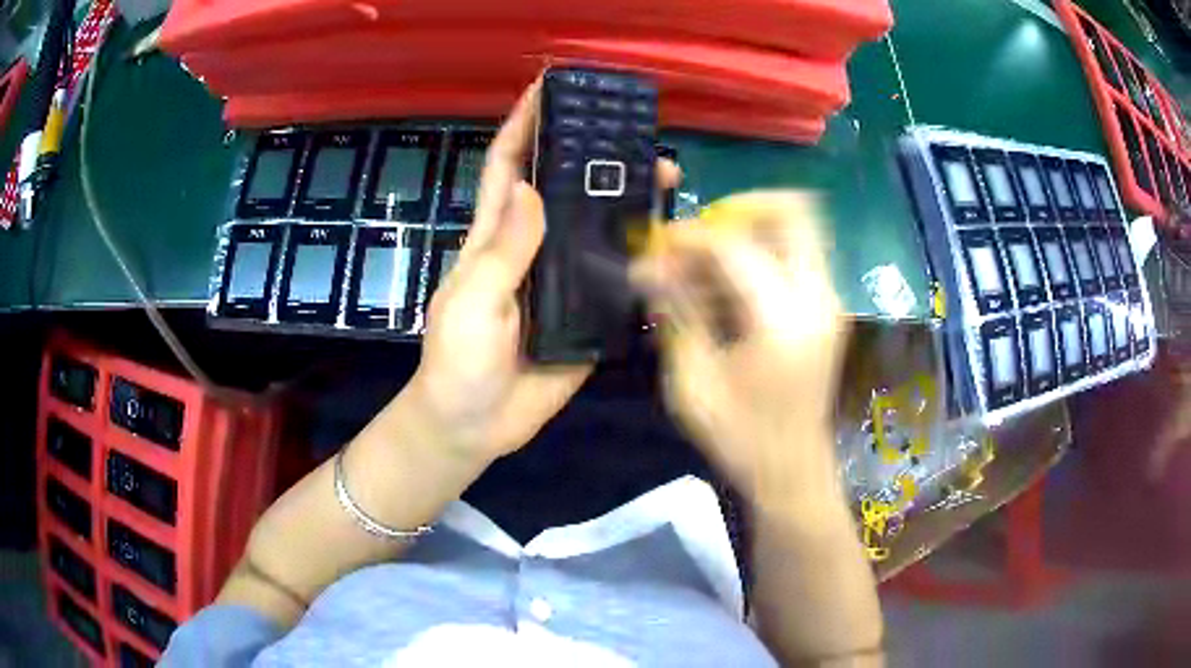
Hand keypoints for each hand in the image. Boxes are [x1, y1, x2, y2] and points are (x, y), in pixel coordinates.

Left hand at [407, 78, 679, 464]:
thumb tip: (533, 189)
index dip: (524, 125)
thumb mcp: (471, 304)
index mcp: (495, 238)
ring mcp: (564, 279)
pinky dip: (642, 254)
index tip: (548, 88)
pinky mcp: (588, 313)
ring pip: (598, 227)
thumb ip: (502, 254)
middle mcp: (534, 247)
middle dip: (594, 154)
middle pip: (565, 188)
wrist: (476, 427)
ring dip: (628, 199)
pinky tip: (672, 239)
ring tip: (667, 176)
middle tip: (636, 131)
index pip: (508, 167)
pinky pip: (617, 275)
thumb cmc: (457, 362)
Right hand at [635, 192, 848, 510]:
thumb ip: (678, 314)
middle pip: (792, 211)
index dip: (689, 238)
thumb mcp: (694, 382)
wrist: (792, 470)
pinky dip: (764, 252)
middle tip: (701, 237)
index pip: (734, 247)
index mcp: (782, 321)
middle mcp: (817, 298)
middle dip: (740, 210)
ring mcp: (830, 300)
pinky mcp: (828, 308)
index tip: (657, 247)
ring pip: (800, 227)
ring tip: (710, 267)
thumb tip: (647, 266)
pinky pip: (799, 254)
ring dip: (751, 231)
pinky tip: (730, 288)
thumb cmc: (741, 438)